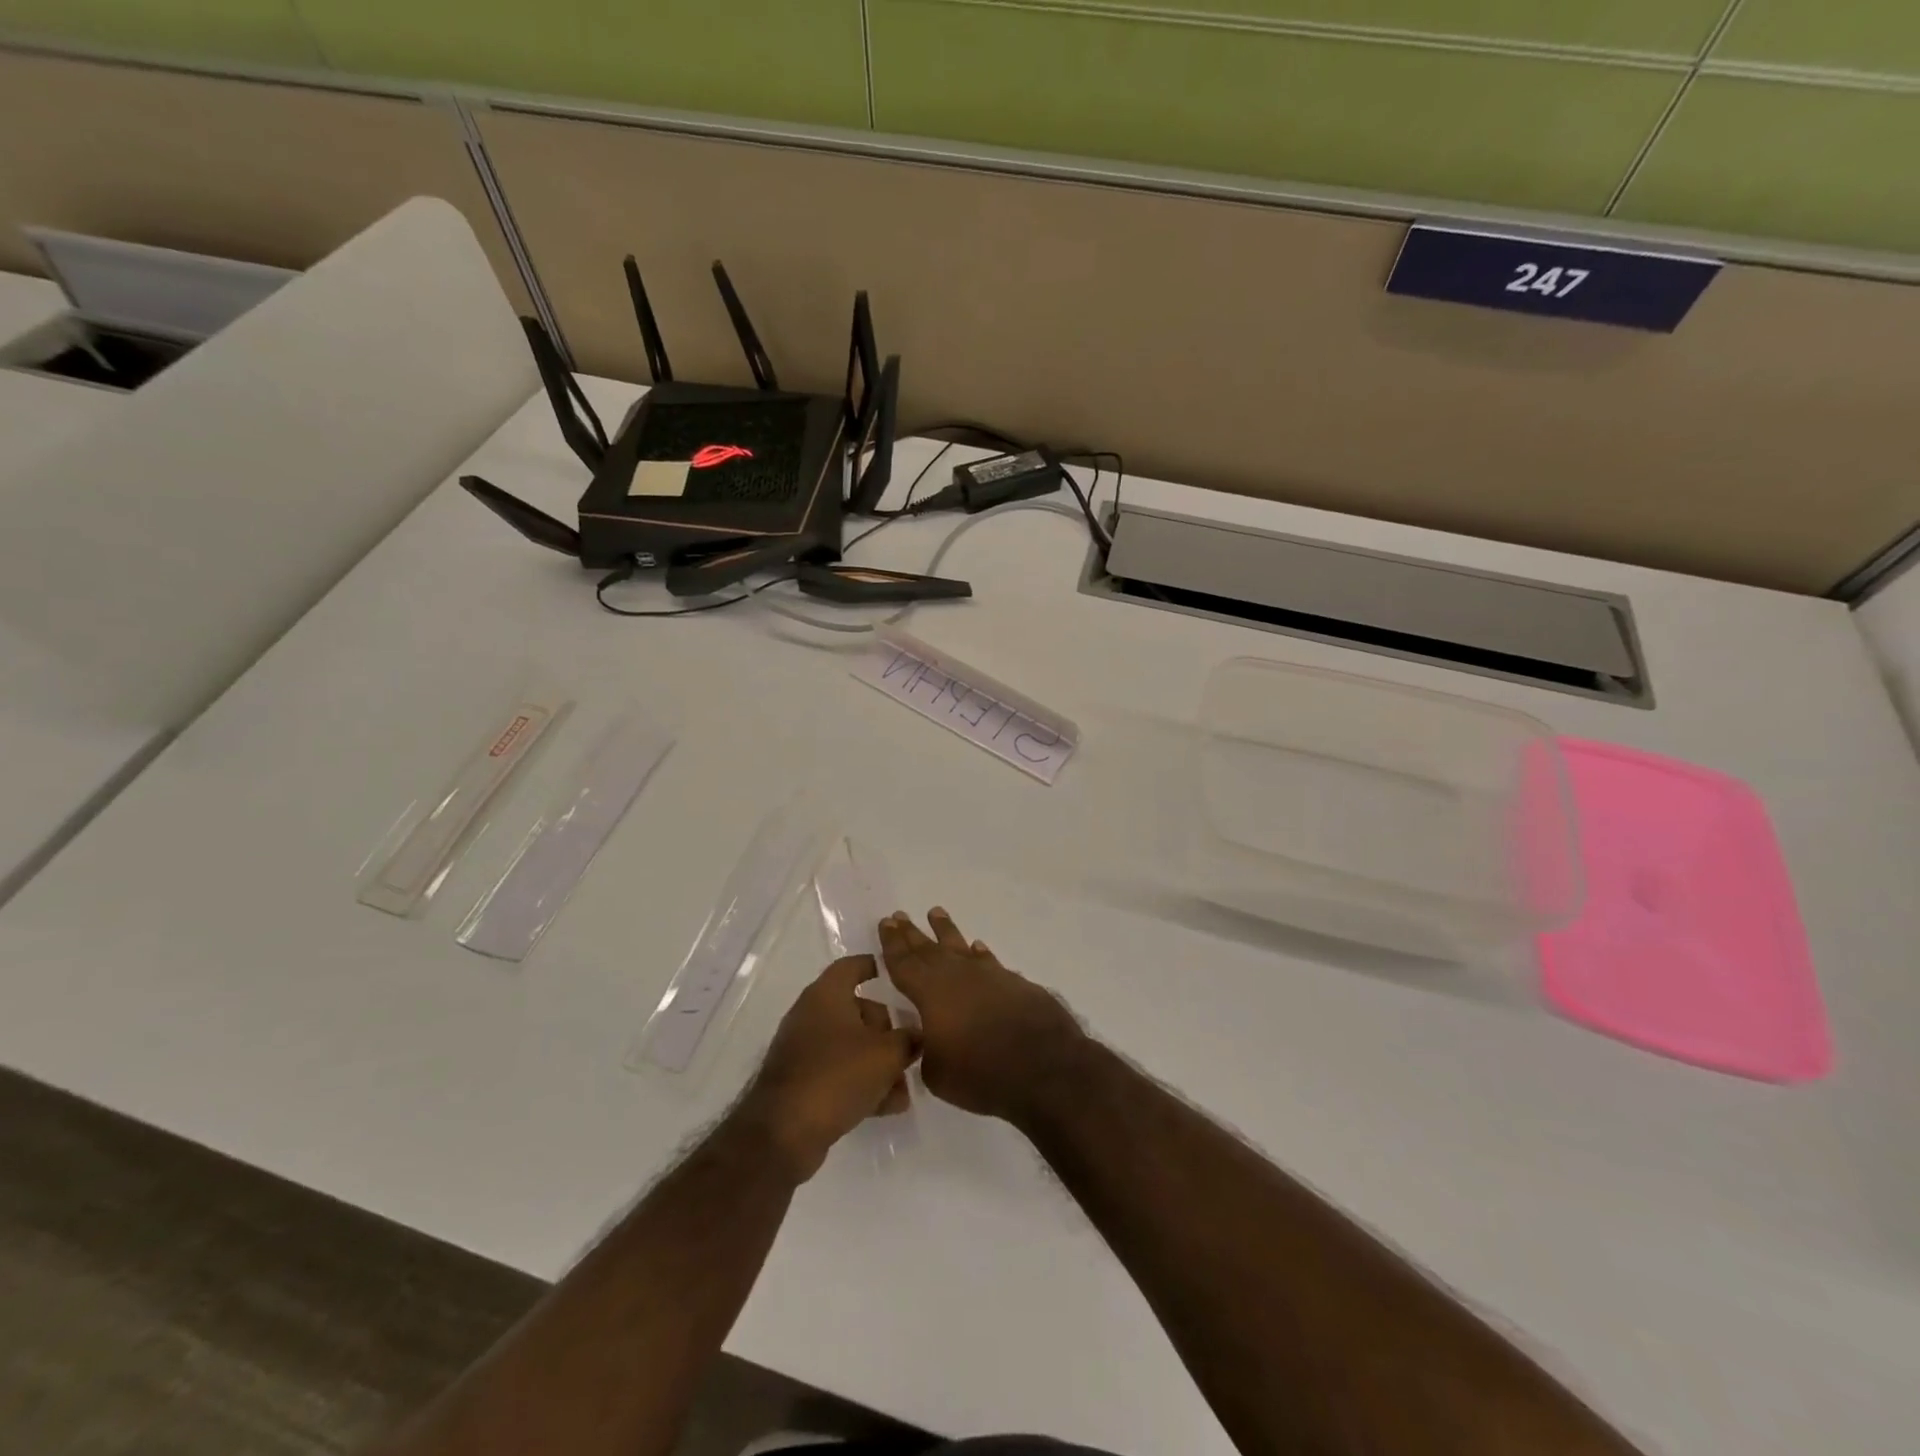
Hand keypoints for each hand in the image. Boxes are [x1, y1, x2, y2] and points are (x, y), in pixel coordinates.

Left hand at [742, 956, 917, 1180]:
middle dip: (887, 1030)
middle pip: (857, 1010)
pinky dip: (860, 1082)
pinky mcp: (800, 1081)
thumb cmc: (837, 1076)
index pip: (852, 966)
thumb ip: (908, 1040)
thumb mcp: (886, 1055)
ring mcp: (802, 1049)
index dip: (874, 966)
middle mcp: (811, 1014)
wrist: (784, 1133)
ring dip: (878, 1063)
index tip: (896, 974)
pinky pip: (837, 1072)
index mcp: (826, 994)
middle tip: (910, 1049)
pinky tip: (887, 1106)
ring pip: (850, 1046)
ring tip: (903, 1089)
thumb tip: (917, 1035)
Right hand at [878, 908, 1084, 1124]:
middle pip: (928, 948)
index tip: (886, 923)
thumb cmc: (980, 1073)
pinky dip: (980, 953)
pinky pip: (989, 961)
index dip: (892, 943)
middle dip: (912, 933)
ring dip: (946, 930)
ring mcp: (988, 975)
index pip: (904, 962)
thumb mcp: (936, 1073)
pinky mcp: (1014, 983)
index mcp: (930, 992)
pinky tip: (977, 947)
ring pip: (960, 946)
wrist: (1043, 1067)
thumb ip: (926, 1050)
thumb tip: (931, 1039)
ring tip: (936, 913)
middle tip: (899, 915)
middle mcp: (957, 974)